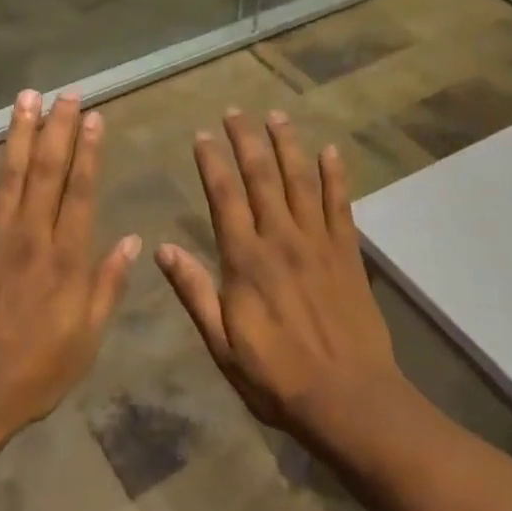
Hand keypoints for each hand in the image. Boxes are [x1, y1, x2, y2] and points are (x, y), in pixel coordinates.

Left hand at [0, 91, 140, 440]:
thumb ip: (107, 287)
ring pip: (11, 175)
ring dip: (20, 134)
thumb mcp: (86, 340)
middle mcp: (31, 238)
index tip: (94, 118)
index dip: (90, 152)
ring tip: (27, 98)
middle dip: (59, 130)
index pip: (82, 192)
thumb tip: (132, 241)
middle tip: (66, 95)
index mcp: (66, 261)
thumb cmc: (34, 374)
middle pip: (48, 173)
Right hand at [156, 109, 400, 439]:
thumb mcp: (221, 344)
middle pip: (261, 178)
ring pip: (301, 181)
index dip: (211, 163)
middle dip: (246, 141)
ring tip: (277, 116)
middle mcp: (281, 240)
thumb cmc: (276, 377)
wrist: (348, 398)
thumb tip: (163, 250)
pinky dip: (336, 176)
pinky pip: (341, 205)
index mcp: (245, 260)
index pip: (224, 197)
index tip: (202, 135)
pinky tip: (331, 152)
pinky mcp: (348, 253)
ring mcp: (318, 243)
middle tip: (236, 111)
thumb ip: (194, 293)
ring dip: (287, 145)